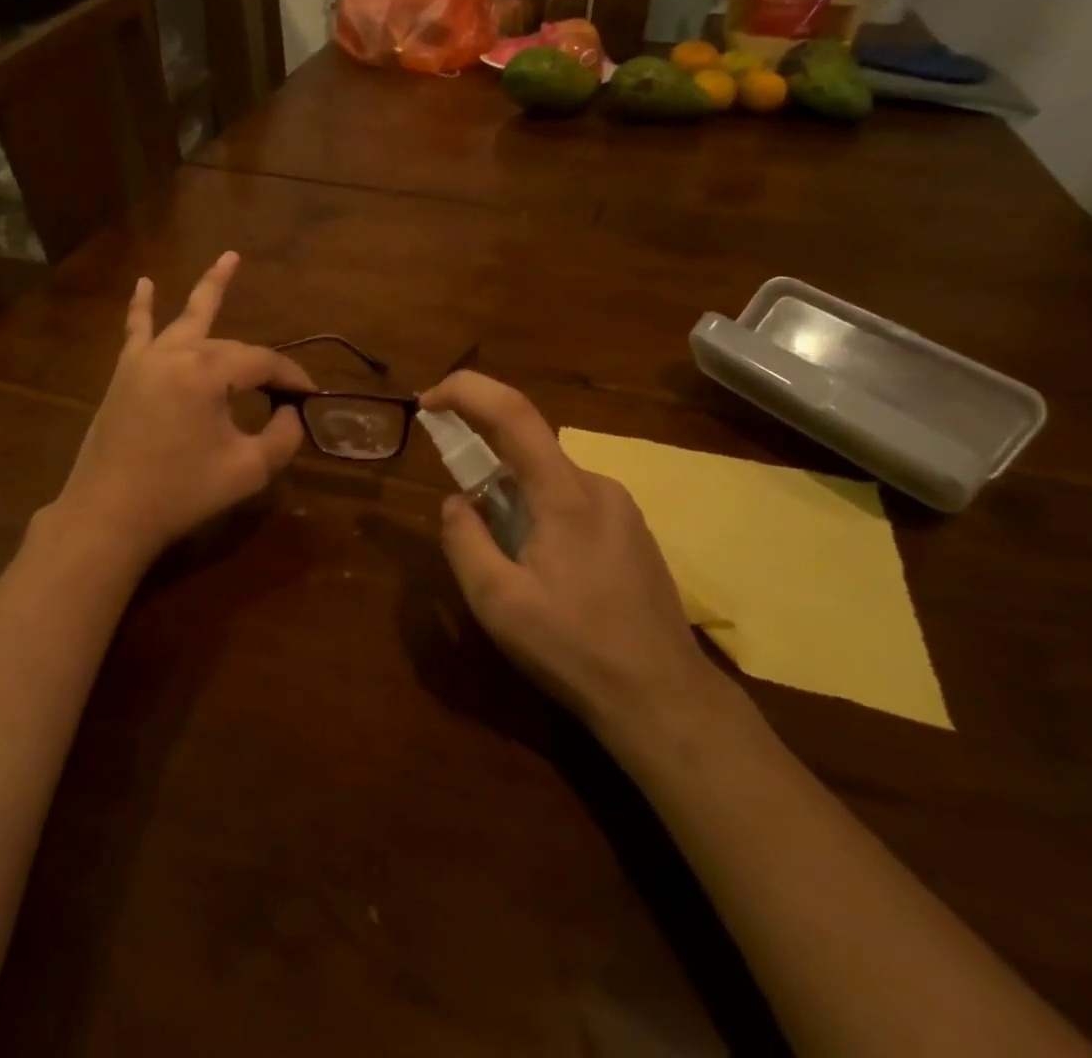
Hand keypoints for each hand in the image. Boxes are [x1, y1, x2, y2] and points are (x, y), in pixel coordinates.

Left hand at [51, 252, 315, 565]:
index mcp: (207, 372)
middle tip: (286, 388)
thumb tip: (290, 413)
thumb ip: (283, 437)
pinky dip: (141, 307)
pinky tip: (143, 284)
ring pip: (186, 318)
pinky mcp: (125, 374)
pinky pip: (136, 331)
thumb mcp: (248, 470)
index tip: (312, 397)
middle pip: (231, 346)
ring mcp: (145, 359)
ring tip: (230, 257)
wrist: (107, 515)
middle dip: (261, 363)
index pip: (263, 363)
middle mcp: (176, 353)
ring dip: (210, 288)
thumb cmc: (180, 494)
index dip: (292, 378)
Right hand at [419, 371, 718, 728]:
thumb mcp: (497, 602)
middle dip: (483, 464)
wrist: (664, 699)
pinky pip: (572, 503)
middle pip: (528, 449)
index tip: (427, 403)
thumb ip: (464, 540)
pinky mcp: (632, 532)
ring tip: (507, 562)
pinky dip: (540, 514)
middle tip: (463, 516)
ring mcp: (621, 508)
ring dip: (513, 499)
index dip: (465, 391)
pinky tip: (544, 572)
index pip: (512, 412)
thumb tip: (456, 502)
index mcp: (565, 493)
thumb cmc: (574, 649)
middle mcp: (597, 485)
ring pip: (549, 480)